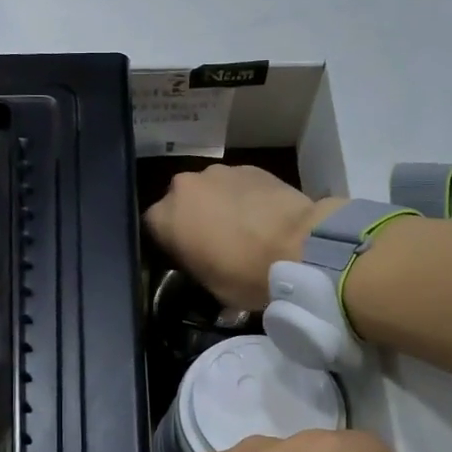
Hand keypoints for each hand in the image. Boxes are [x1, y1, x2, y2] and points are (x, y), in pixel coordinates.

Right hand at [144, 164, 344, 310]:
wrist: (299, 245)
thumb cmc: (245, 274)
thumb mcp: (209, 285)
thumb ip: (194, 266)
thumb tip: (200, 263)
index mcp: (165, 217)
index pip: (152, 227)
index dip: (167, 242)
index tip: (183, 257)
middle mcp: (183, 186)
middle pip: (179, 202)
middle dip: (191, 218)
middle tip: (211, 242)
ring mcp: (218, 172)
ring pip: (208, 190)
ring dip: (217, 205)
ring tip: (241, 228)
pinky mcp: (249, 166)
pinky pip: (236, 184)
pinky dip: (242, 198)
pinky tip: (260, 217)